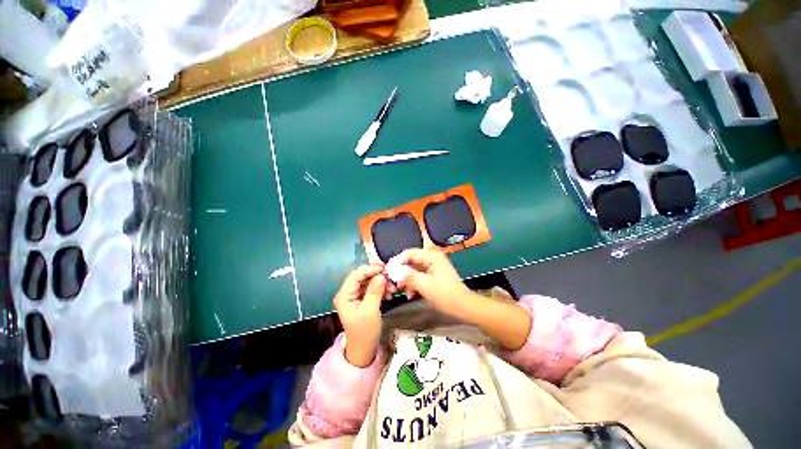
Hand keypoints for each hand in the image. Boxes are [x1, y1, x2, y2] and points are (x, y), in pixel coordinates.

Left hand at [334, 265, 388, 366]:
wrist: (364, 349)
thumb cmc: (364, 332)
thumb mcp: (370, 311)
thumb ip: (374, 292)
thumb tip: (381, 275)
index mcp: (344, 295)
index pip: (355, 275)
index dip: (369, 269)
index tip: (384, 268)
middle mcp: (348, 292)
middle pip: (362, 277)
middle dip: (377, 276)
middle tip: (391, 278)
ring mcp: (355, 295)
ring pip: (369, 281)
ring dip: (381, 282)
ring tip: (392, 288)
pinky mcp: (362, 298)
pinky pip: (372, 287)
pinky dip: (381, 287)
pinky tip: (389, 292)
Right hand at [394, 248, 474, 319]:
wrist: (464, 307)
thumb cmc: (445, 295)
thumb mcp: (425, 285)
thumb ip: (408, 275)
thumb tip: (393, 270)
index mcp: (431, 256)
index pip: (409, 253)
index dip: (397, 261)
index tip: (387, 272)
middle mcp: (432, 257)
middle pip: (410, 260)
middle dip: (401, 272)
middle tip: (392, 282)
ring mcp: (433, 266)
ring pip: (413, 269)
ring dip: (406, 279)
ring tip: (400, 290)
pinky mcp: (433, 274)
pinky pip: (419, 275)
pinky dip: (413, 283)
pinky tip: (410, 294)